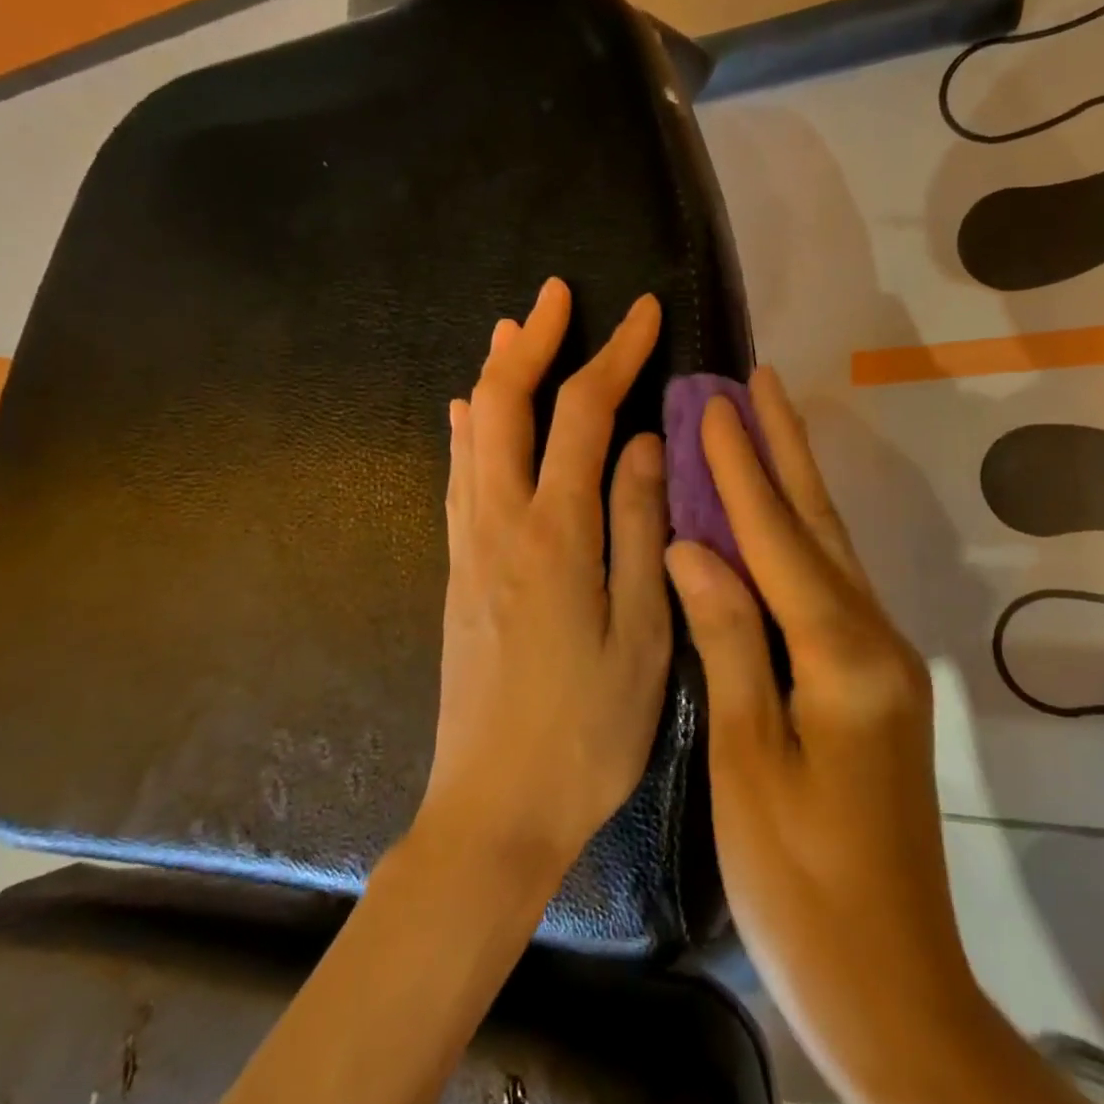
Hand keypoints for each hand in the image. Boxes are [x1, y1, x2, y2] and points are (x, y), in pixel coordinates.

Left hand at [421, 278, 672, 888]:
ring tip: (513, 328)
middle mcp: (501, 521)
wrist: (493, 810)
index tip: (646, 312)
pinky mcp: (457, 570)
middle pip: (508, 403)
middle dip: (534, 340)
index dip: (616, 353)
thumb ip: (637, 525)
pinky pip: (458, 476)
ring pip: (474, 432)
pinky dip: (468, 429)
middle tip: (557, 293)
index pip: (585, 412)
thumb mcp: (641, 632)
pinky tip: (467, 413)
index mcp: (556, 531)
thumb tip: (639, 442)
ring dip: (497, 373)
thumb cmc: (586, 730)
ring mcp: (470, 544)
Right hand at [666, 370, 1091, 1103]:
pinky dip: (799, 537)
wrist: (891, 984)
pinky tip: (779, 519)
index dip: (741, 469)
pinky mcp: (874, 682)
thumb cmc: (802, 882)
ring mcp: (881, 660)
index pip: (778, 538)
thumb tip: (693, 545)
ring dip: (795, 482)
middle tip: (760, 380)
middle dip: (786, 447)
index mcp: (842, 656)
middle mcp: (874, 639)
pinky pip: (829, 586)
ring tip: (767, 424)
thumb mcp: (748, 760)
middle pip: (820, 524)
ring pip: (830, 549)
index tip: (714, 402)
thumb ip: (728, 639)